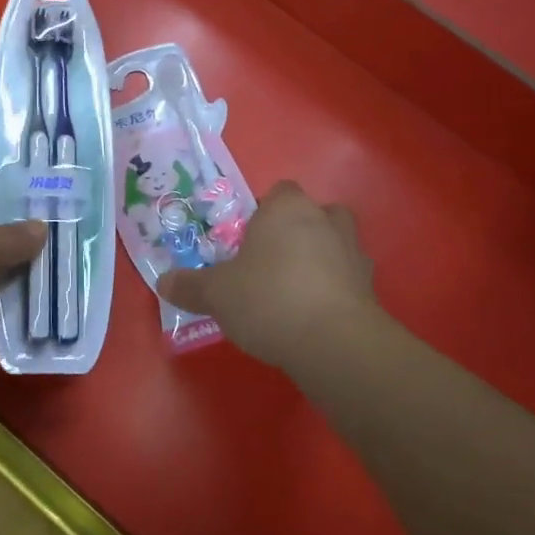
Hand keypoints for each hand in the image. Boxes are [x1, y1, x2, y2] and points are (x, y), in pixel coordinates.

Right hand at [156, 180, 379, 367]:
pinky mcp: (371, 287)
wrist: (333, 341)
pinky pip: (348, 279)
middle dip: (295, 234)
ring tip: (294, 290)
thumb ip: (190, 285)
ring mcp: (354, 252)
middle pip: (311, 215)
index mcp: (286, 208)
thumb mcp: (216, 293)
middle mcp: (325, 219)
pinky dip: (335, 290)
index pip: (278, 193)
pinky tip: (314, 315)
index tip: (246, 243)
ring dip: (320, 259)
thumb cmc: (267, 298)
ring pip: (335, 244)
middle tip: (270, 264)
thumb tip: (163, 283)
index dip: (262, 214)